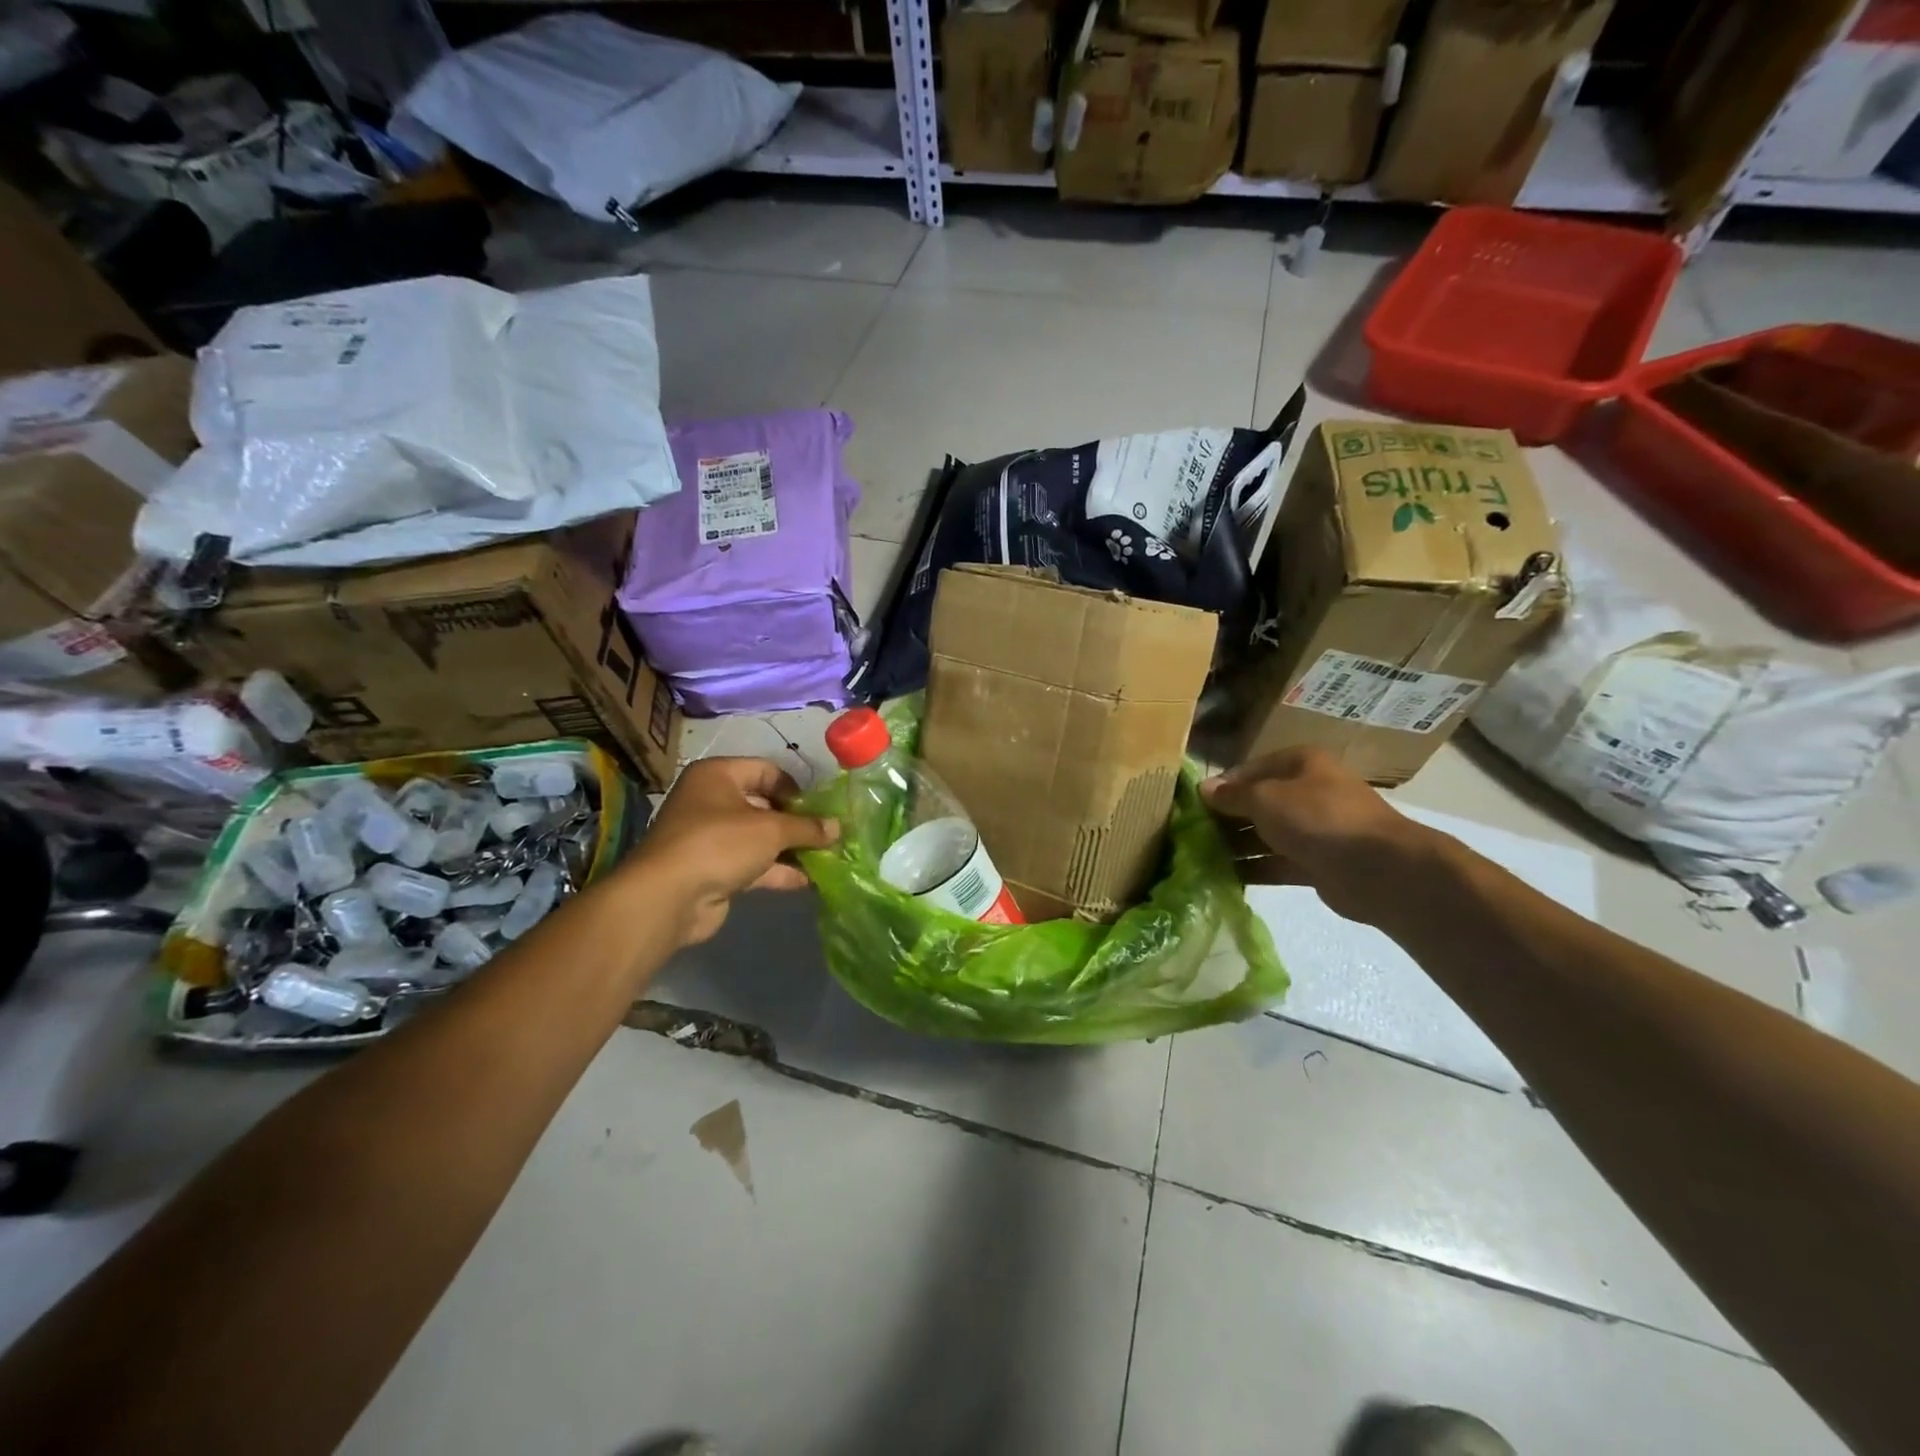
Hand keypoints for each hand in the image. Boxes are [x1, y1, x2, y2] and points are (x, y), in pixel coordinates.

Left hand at [629, 757, 837, 944]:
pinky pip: (752, 864)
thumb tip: (838, 828)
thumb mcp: (771, 829)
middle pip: (764, 805)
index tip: (820, 809)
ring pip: (759, 838)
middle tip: (827, 834)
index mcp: (718, 776)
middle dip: (796, 821)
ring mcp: (710, 838)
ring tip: (825, 858)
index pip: (766, 770)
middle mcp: (711, 801)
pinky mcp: (714, 870)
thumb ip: (807, 827)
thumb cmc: (719, 843)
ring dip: (790, 848)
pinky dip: (777, 870)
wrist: (668, 897)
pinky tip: (807, 881)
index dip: (795, 788)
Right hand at [1201, 747, 1431, 926]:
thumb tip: (1204, 789)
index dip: (1220, 786)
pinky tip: (1223, 877)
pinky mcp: (1316, 863)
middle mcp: (1307, 791)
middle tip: (1190, 835)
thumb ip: (1232, 795)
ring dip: (1235, 846)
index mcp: (1300, 764)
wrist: (1378, 869)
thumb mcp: (1265, 798)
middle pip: (1256, 803)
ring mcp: (1314, 829)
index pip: (1250, 770)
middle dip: (1225, 818)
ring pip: (1265, 834)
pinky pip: (1275, 862)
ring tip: (1199, 858)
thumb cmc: (1318, 817)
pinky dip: (1253, 868)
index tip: (1192, 805)